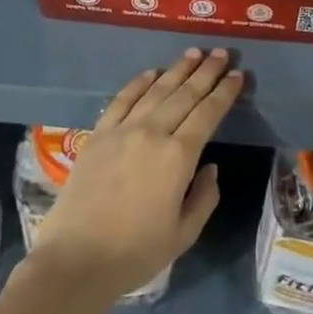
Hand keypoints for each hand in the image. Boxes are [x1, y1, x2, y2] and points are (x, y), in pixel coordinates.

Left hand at [28, 49, 243, 308]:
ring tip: (193, 53)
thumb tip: (210, 168)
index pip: (208, 113)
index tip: (237, 74)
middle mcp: (153, 133)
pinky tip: (151, 73)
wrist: (75, 260)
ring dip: (177, 70)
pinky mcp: (98, 135)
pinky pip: (122, 100)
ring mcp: (123, 130)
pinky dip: (139, 83)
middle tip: (221, 53)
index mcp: (178, 157)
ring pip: (156, 90)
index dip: (224, 92)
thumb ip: (204, 198)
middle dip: (206, 72)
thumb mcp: (183, 235)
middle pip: (185, 94)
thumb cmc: (135, 253)